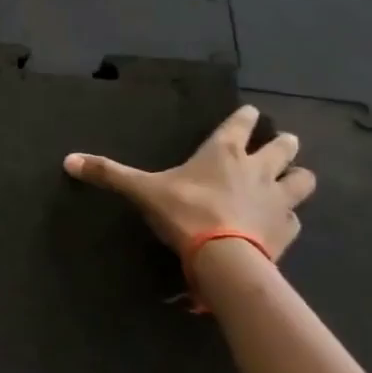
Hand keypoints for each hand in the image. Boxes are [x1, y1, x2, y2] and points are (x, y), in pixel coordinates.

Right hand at [63, 105, 313, 258]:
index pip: (243, 122)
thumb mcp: (142, 191)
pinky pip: (295, 218)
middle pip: (285, 146)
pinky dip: (288, 218)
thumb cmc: (184, 213)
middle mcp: (259, 168)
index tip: (248, 115)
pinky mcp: (288, 229)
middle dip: (284, 144)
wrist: (223, 258)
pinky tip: (277, 224)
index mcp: (224, 152)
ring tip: (289, 182)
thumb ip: (109, 174)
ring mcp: (279, 199)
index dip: (246, 117)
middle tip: (278, 146)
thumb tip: (68, 160)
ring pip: (304, 179)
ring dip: (297, 177)